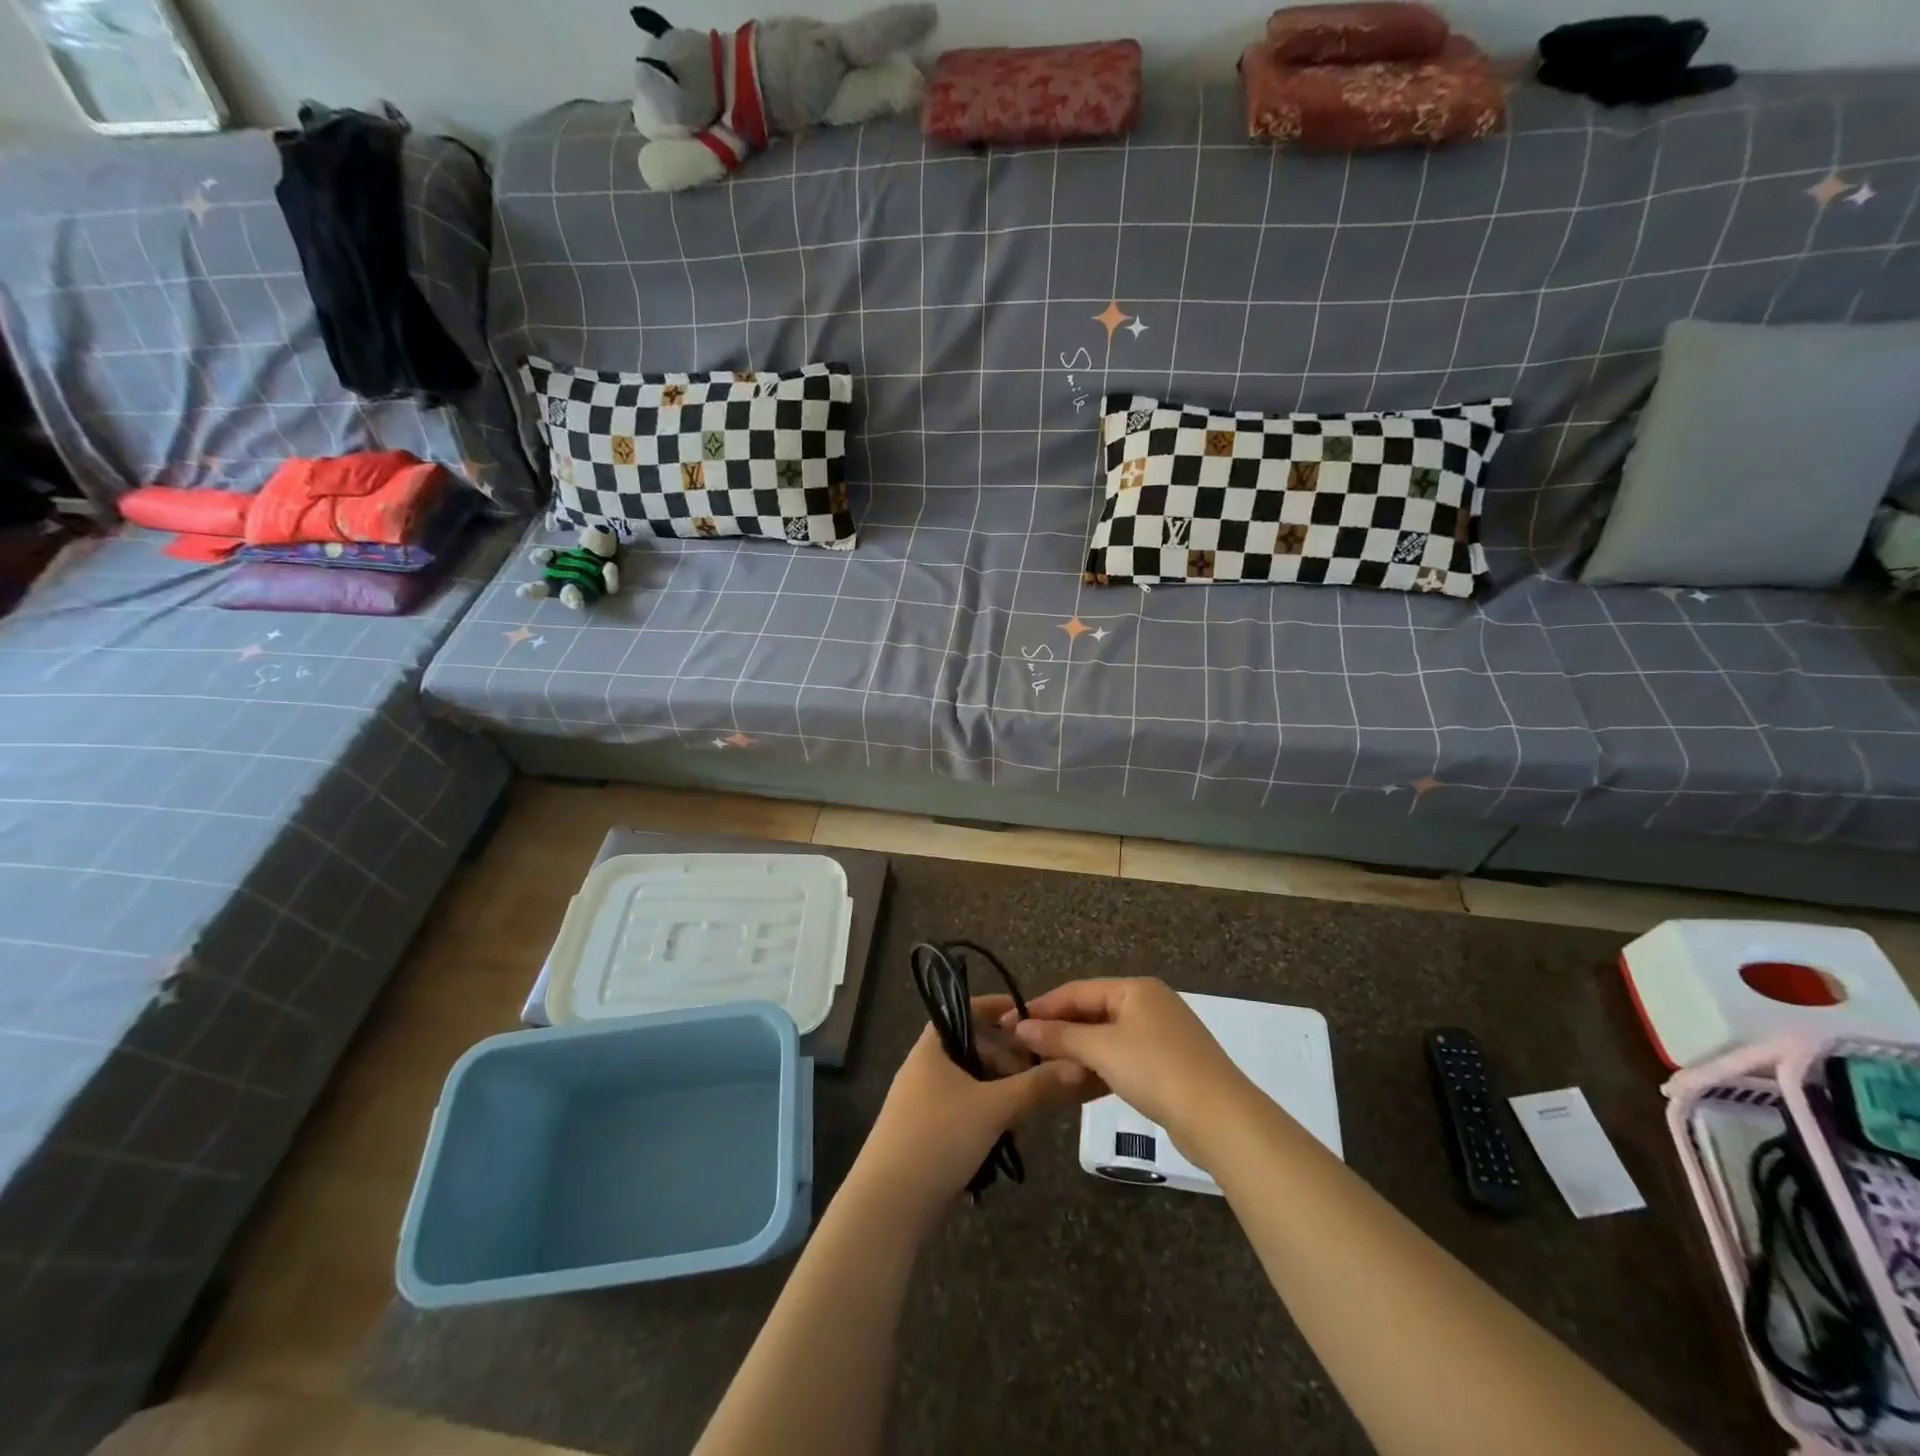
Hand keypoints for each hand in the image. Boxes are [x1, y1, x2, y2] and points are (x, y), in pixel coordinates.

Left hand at [854, 995, 1098, 1220]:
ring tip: (1025, 1118)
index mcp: (932, 1046)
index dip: (997, 1009)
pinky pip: (964, 1112)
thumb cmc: (938, 1138)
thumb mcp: (994, 1108)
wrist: (888, 1206)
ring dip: (1001, 1096)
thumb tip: (1078, 1066)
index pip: (966, 1010)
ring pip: (972, 1084)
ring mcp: (923, 1102)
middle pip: (974, 1049)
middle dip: (1008, 1062)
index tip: (1029, 1017)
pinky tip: (1004, 1142)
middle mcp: (925, 1067)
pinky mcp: (926, 1134)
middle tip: (1038, 1078)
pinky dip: (986, 1119)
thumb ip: (1037, 1086)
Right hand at [1006, 978, 1254, 1160]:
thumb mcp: (1103, 1049)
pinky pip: (1122, 1059)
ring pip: (1106, 1038)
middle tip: (1022, 1049)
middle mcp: (1148, 1004)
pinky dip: (1099, 1068)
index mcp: (1135, 988)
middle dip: (1058, 1031)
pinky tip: (1078, 1085)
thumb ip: (1060, 1036)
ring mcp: (1161, 1035)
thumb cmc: (1157, 1070)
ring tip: (1043, 1068)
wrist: (1221, 1119)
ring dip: (1076, 1053)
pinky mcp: (1167, 1066)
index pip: (1076, 990)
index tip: (1009, 1024)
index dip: (1042, 1007)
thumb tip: (1020, 1026)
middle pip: (1092, 1012)